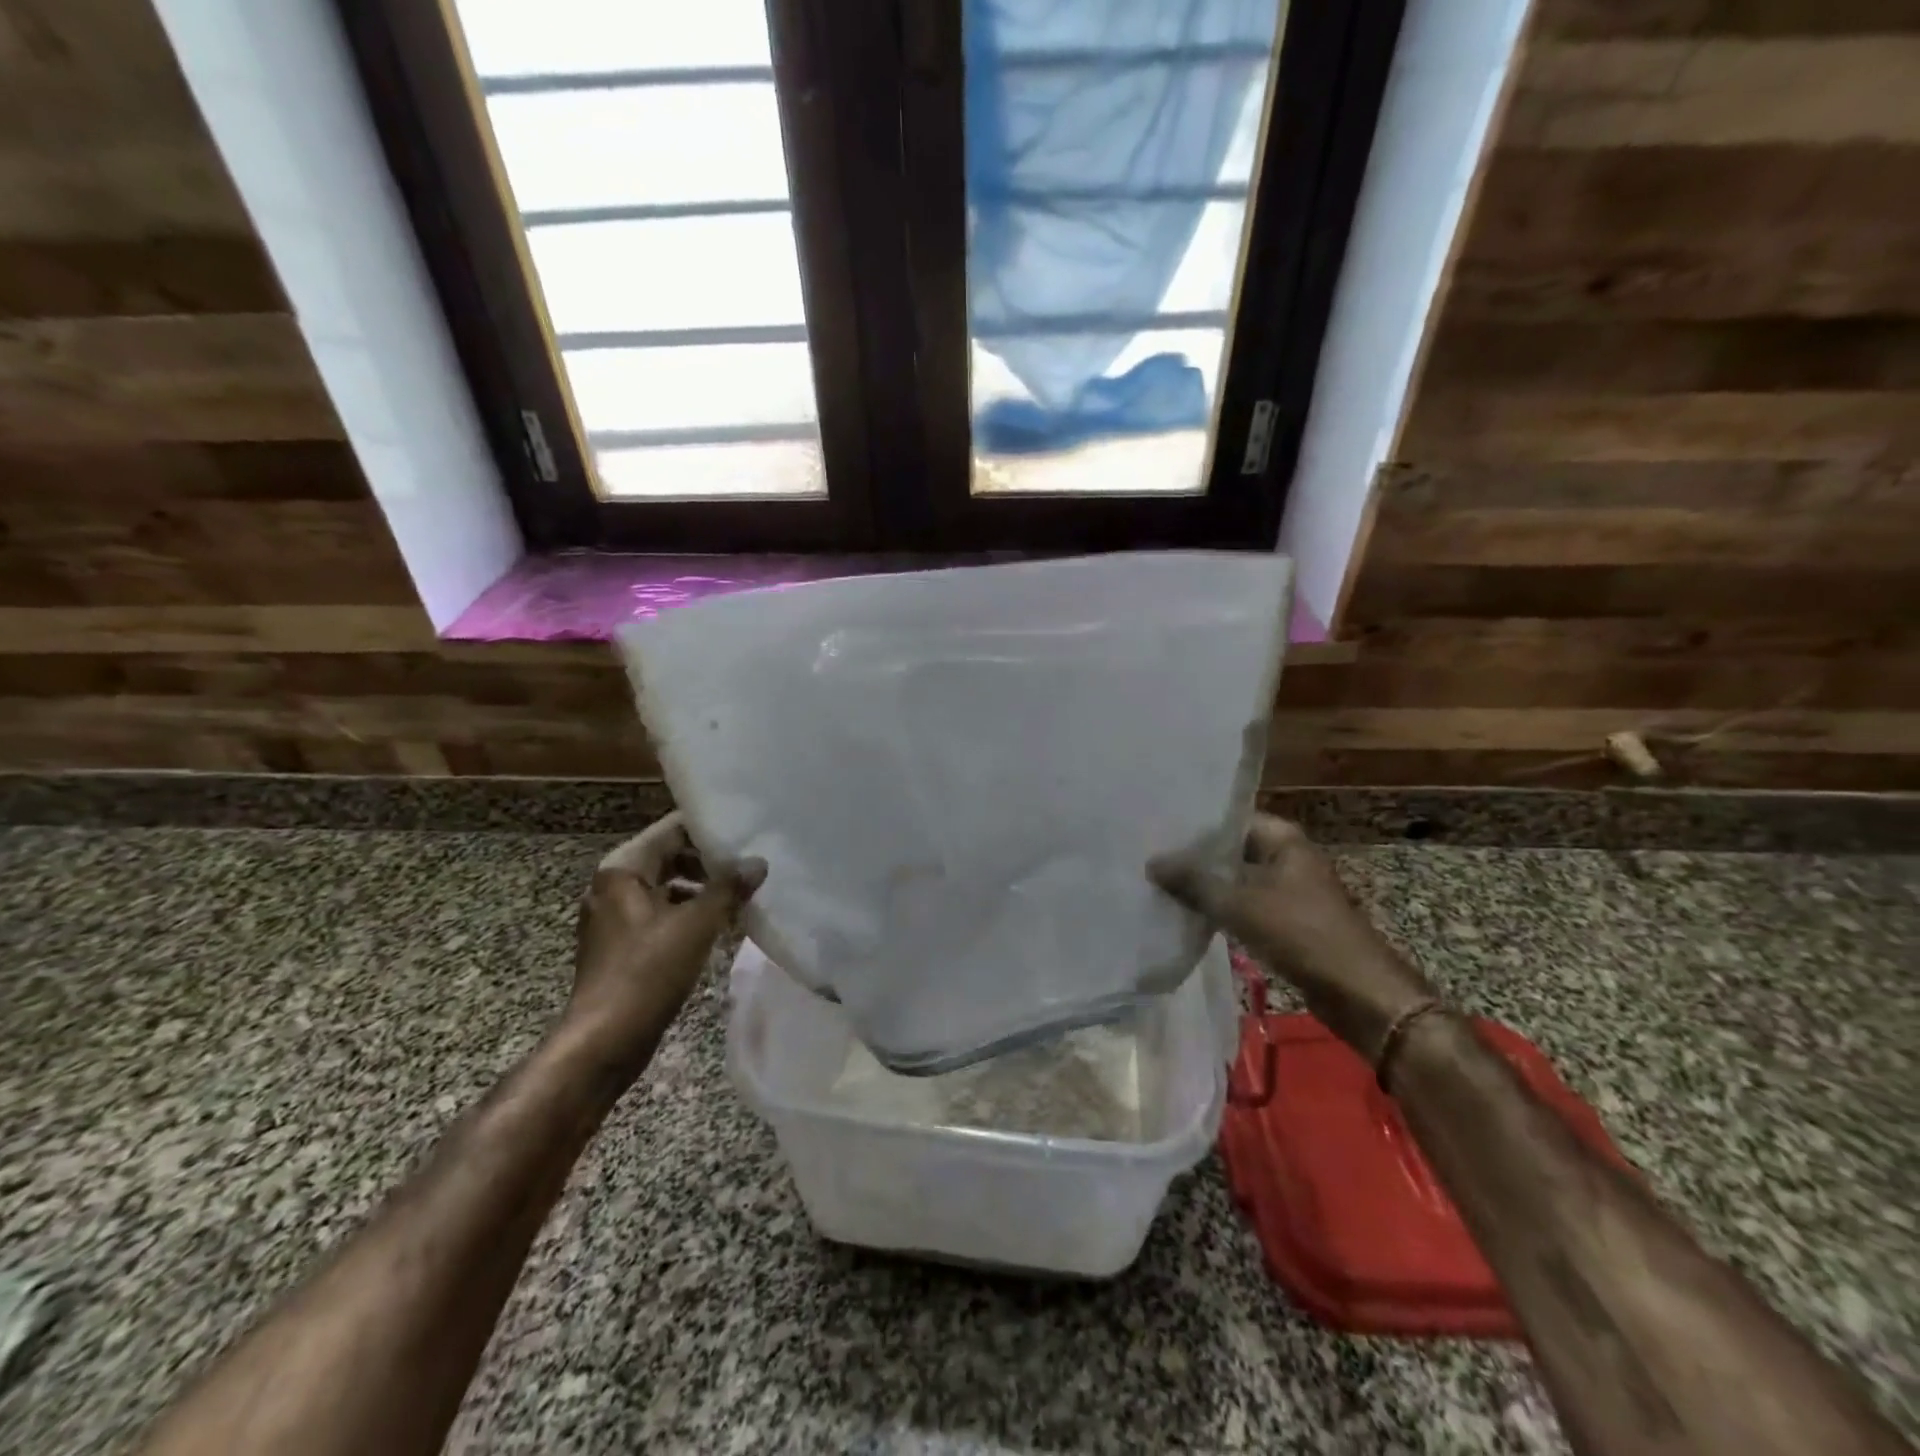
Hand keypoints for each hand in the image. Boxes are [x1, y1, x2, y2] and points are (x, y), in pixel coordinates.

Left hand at [563, 813, 765, 1078]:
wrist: (604, 1040)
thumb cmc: (647, 972)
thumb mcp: (696, 925)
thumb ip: (729, 889)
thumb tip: (758, 863)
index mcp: (621, 871)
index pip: (671, 830)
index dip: (708, 829)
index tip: (745, 832)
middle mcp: (612, 887)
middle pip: (668, 858)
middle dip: (708, 862)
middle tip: (748, 866)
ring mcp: (614, 918)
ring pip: (666, 888)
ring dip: (701, 890)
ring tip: (739, 897)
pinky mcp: (620, 946)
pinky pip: (660, 915)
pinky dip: (687, 914)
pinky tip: (718, 927)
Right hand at [1149, 814, 1436, 1061]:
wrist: (1358, 993)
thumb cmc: (1301, 934)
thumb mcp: (1240, 904)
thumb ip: (1194, 882)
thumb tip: (1152, 863)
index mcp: (1283, 839)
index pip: (1229, 819)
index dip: (1193, 825)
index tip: (1156, 828)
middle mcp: (1286, 856)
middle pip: (1230, 849)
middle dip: (1194, 857)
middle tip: (1148, 855)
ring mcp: (1287, 889)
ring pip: (1235, 879)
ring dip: (1204, 884)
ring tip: (1158, 882)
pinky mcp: (1285, 920)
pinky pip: (1243, 904)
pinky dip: (1219, 907)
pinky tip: (1185, 912)